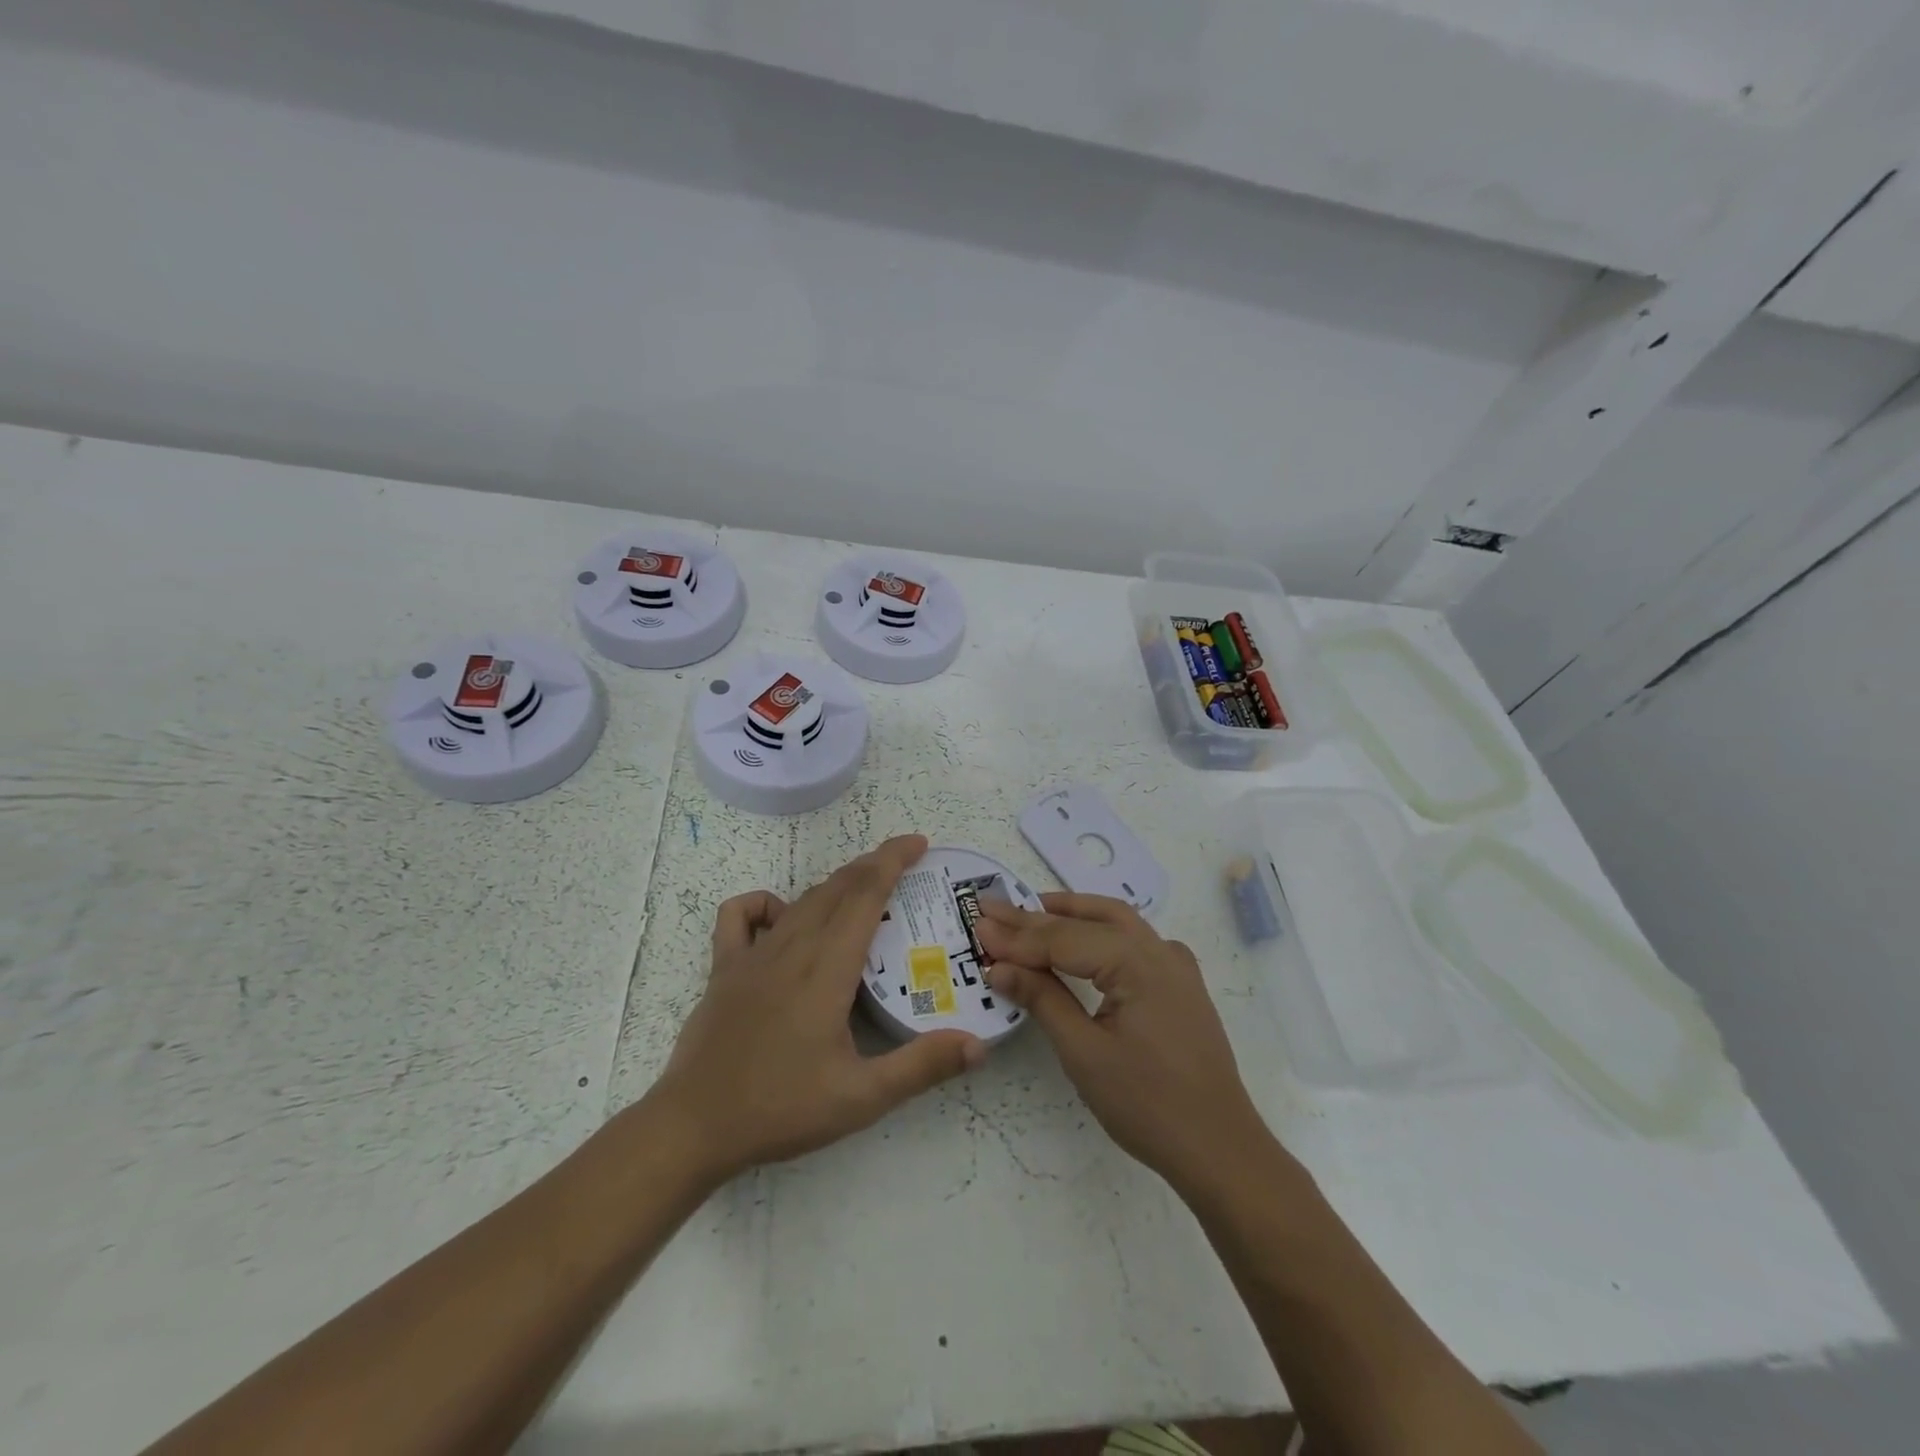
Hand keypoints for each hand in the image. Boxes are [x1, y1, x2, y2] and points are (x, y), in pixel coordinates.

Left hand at [649, 835, 985, 1183]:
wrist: (693, 1127)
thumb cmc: (780, 1109)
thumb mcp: (861, 1097)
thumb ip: (921, 1067)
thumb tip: (979, 1044)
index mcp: (826, 969)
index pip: (865, 895)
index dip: (892, 861)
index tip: (918, 843)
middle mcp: (791, 949)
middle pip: (837, 888)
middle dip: (873, 865)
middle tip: (905, 861)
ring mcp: (752, 955)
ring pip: (801, 899)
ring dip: (836, 884)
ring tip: (863, 888)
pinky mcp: (723, 968)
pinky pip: (741, 915)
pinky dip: (766, 903)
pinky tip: (783, 919)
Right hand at [977, 893, 1271, 1192]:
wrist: (1220, 1148)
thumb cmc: (1147, 1104)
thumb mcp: (1084, 1052)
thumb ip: (1042, 999)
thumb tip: (998, 966)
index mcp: (1137, 961)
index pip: (1063, 939)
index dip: (1018, 936)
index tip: (978, 925)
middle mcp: (1159, 949)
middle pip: (1089, 920)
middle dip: (1038, 916)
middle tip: (993, 911)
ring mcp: (1175, 964)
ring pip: (1116, 921)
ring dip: (1071, 914)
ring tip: (1029, 911)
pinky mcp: (1180, 983)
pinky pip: (1134, 941)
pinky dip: (1100, 931)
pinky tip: (1083, 939)